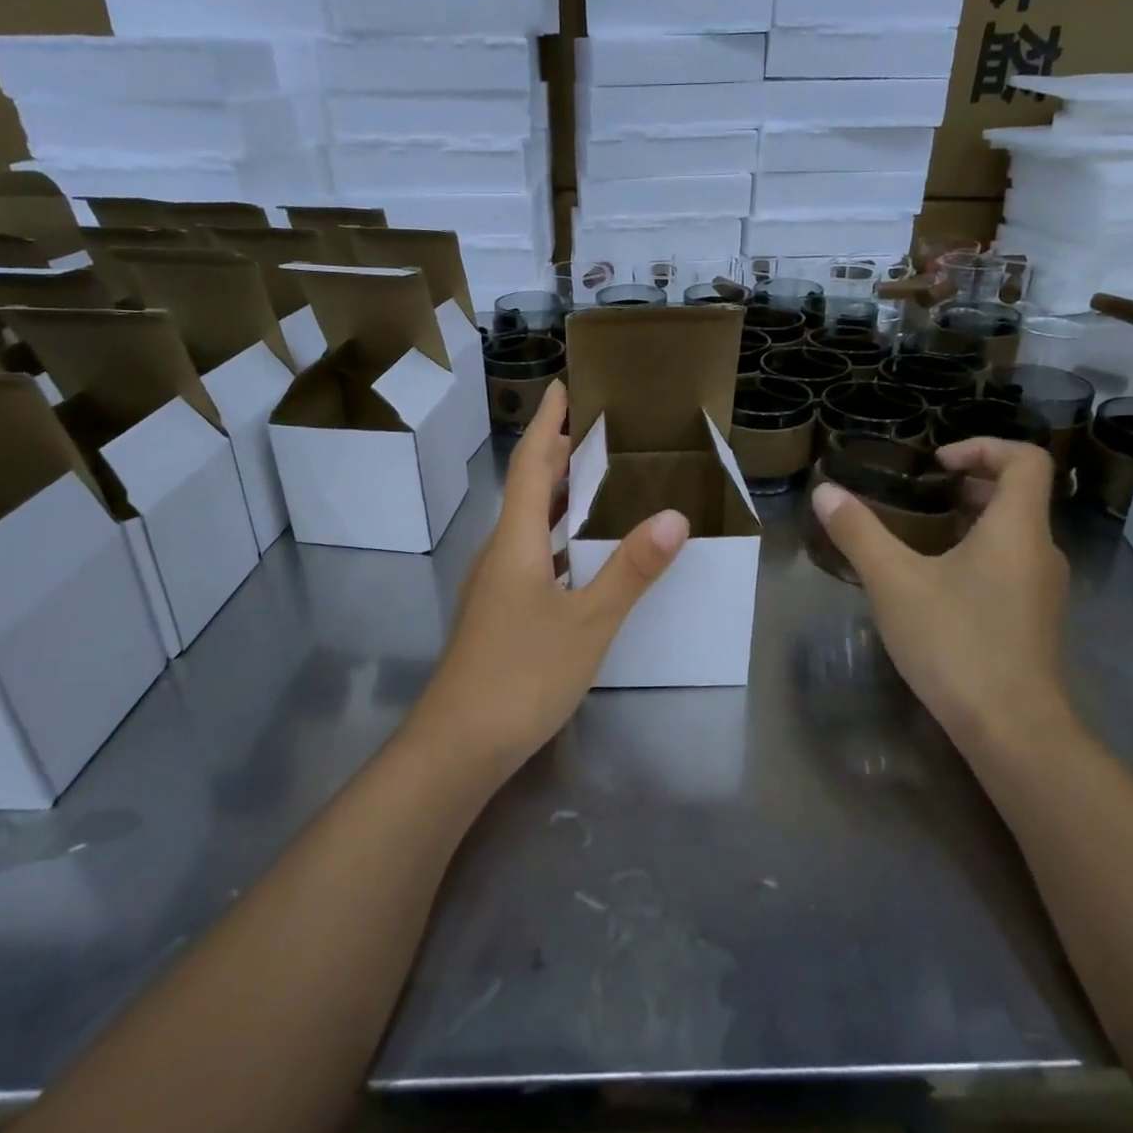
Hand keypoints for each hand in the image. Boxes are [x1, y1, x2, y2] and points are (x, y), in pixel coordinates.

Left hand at [410, 380, 689, 777]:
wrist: (458, 744)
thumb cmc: (522, 674)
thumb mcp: (589, 622)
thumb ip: (631, 570)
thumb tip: (674, 515)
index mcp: (516, 542)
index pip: (530, 465)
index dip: (547, 425)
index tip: (562, 388)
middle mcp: (500, 553)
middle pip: (527, 490)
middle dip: (556, 455)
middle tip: (593, 430)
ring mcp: (495, 585)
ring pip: (528, 525)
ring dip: (556, 497)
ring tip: (595, 482)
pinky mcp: (499, 612)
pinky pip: (531, 556)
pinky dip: (557, 538)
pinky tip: (581, 555)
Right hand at [812, 438, 1072, 752]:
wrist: (1012, 731)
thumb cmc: (956, 643)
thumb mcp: (894, 582)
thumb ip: (858, 532)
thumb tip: (824, 491)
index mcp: (1017, 529)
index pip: (1026, 460)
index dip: (984, 446)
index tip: (938, 461)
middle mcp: (1041, 552)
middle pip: (1019, 495)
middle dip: (971, 483)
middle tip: (923, 492)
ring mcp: (1043, 591)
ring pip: (1014, 534)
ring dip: (973, 520)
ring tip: (922, 533)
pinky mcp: (1034, 621)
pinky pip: (1011, 566)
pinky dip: (979, 554)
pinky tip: (936, 583)